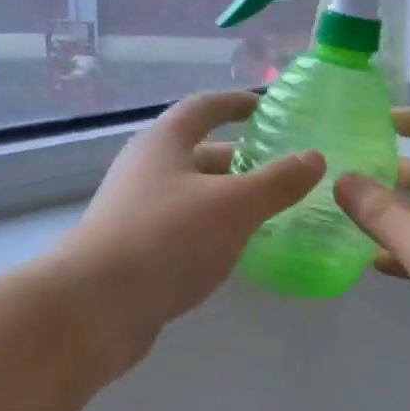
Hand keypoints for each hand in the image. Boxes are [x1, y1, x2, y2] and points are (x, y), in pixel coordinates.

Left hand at [62, 91, 324, 341]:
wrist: (94, 307)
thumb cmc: (167, 239)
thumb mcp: (233, 206)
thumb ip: (277, 182)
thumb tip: (314, 157)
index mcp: (164, 143)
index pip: (204, 108)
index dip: (237, 103)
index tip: (267, 107)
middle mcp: (146, 169)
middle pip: (200, 153)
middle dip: (243, 159)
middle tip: (285, 171)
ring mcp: (137, 210)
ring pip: (194, 194)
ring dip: (230, 198)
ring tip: (273, 211)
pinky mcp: (136, 249)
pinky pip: (185, 227)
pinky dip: (214, 229)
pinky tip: (237, 248)